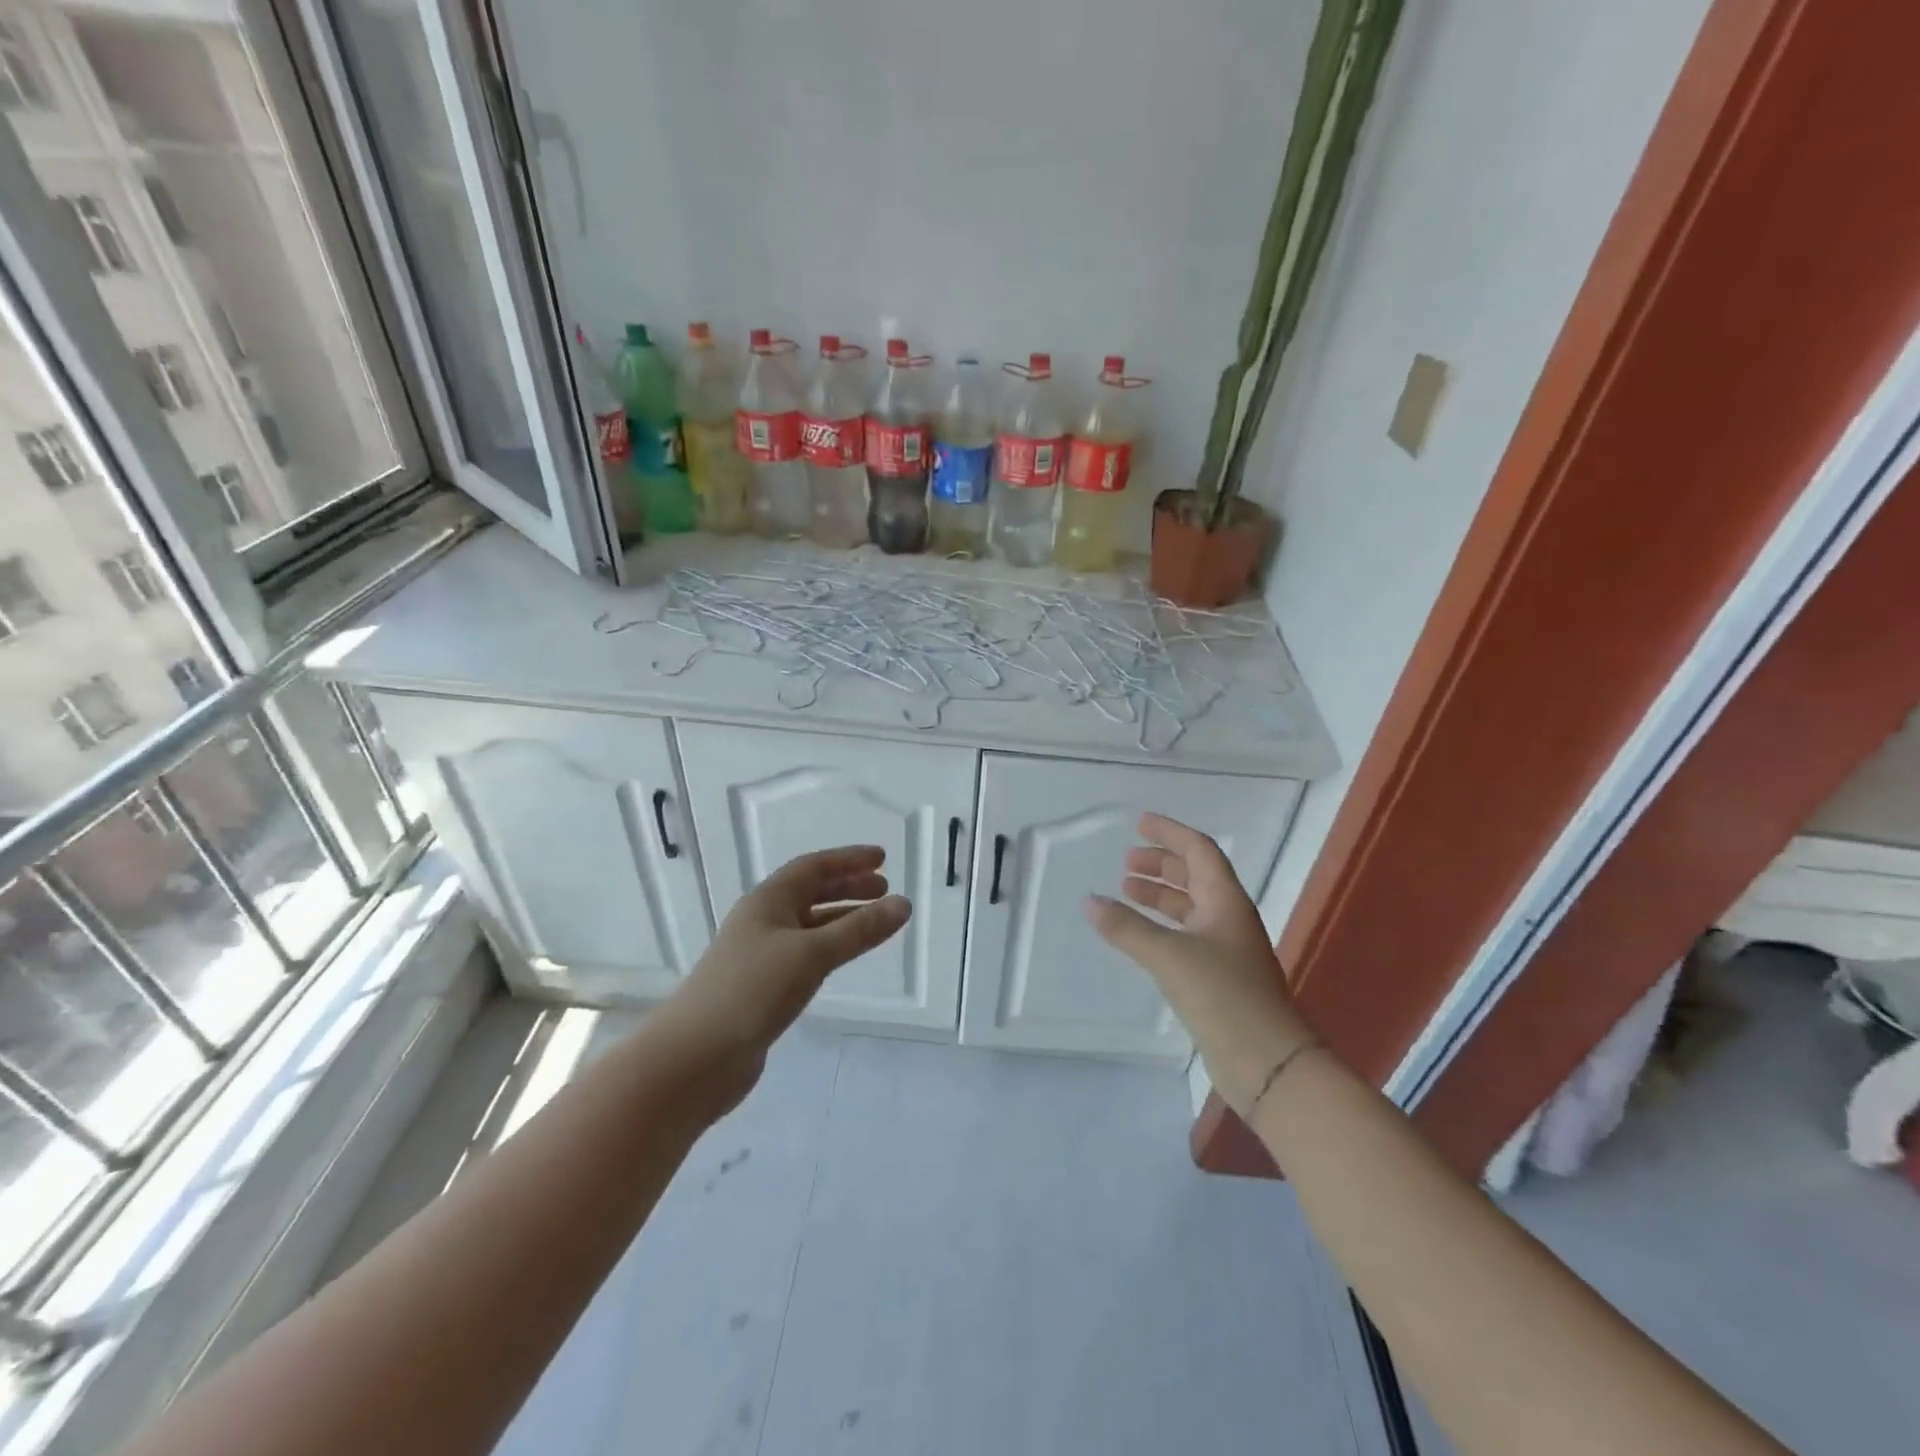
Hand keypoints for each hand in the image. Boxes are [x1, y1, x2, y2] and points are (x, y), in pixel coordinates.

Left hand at [654, 845, 910, 1110]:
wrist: (694, 1058)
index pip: (813, 867)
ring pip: (808, 925)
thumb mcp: (811, 954)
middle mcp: (762, 921)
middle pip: (809, 893)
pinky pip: (803, 954)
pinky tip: (841, 959)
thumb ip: (859, 930)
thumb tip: (904, 903)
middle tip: (883, 889)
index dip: (849, 860)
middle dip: (847, 887)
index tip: (883, 858)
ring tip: (874, 922)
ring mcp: (759, 955)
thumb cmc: (752, 991)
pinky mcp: (760, 988)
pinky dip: (828, 948)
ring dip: (841, 918)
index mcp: (768, 901)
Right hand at [1084, 814, 1312, 1114]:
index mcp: (1226, 901)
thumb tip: (1089, 902)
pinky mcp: (1219, 977)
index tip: (1138, 823)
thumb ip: (1127, 928)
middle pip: (1195, 876)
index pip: (1199, 850)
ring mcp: (1226, 949)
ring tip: (1125, 891)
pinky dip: (1161, 926)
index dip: (1170, 833)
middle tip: (1126, 861)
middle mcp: (1228, 918)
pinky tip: (1140, 936)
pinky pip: (1186, 935)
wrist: (1268, 1062)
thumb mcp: (1169, 956)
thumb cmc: (1223, 996)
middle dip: (1161, 863)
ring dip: (1159, 895)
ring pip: (1190, 907)